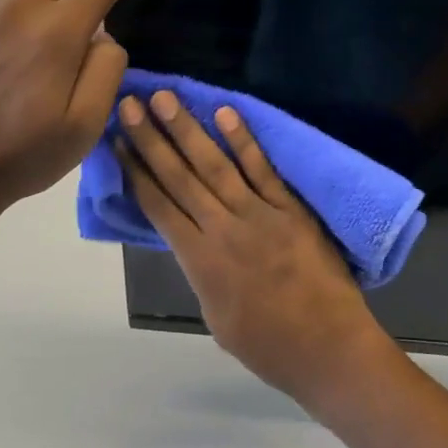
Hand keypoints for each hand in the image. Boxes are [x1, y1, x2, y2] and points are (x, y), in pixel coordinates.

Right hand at [116, 90, 402, 411]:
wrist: (329, 349)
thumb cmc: (270, 347)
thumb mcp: (217, 318)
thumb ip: (202, 273)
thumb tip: (193, 242)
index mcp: (200, 261)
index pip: (159, 206)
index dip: (135, 172)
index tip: (118, 141)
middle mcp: (224, 229)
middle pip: (180, 177)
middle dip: (152, 139)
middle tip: (129, 104)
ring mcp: (260, 214)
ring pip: (215, 166)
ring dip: (188, 130)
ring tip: (165, 98)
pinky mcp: (291, 208)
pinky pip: (263, 170)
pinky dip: (244, 141)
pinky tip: (225, 113)